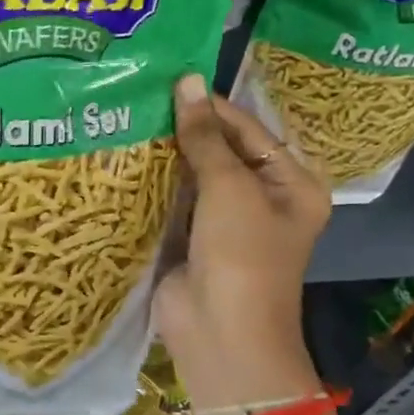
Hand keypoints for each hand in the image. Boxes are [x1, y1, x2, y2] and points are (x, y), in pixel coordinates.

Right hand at [155, 73, 329, 411]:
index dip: (211, 107)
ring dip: (164, 157)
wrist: (221, 333)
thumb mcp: (229, 188)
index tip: (169, 81)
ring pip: (191, 178)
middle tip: (140, 97)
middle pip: (220, 152)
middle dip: (184, 130)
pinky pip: (171, 204)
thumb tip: (187, 81)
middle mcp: (260, 199)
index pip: (248, 130)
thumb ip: (205, 137)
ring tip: (126, 120)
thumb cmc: (242, 255)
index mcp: (291, 183)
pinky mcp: (189, 240)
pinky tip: (122, 161)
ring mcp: (222, 222)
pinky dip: (152, 186)